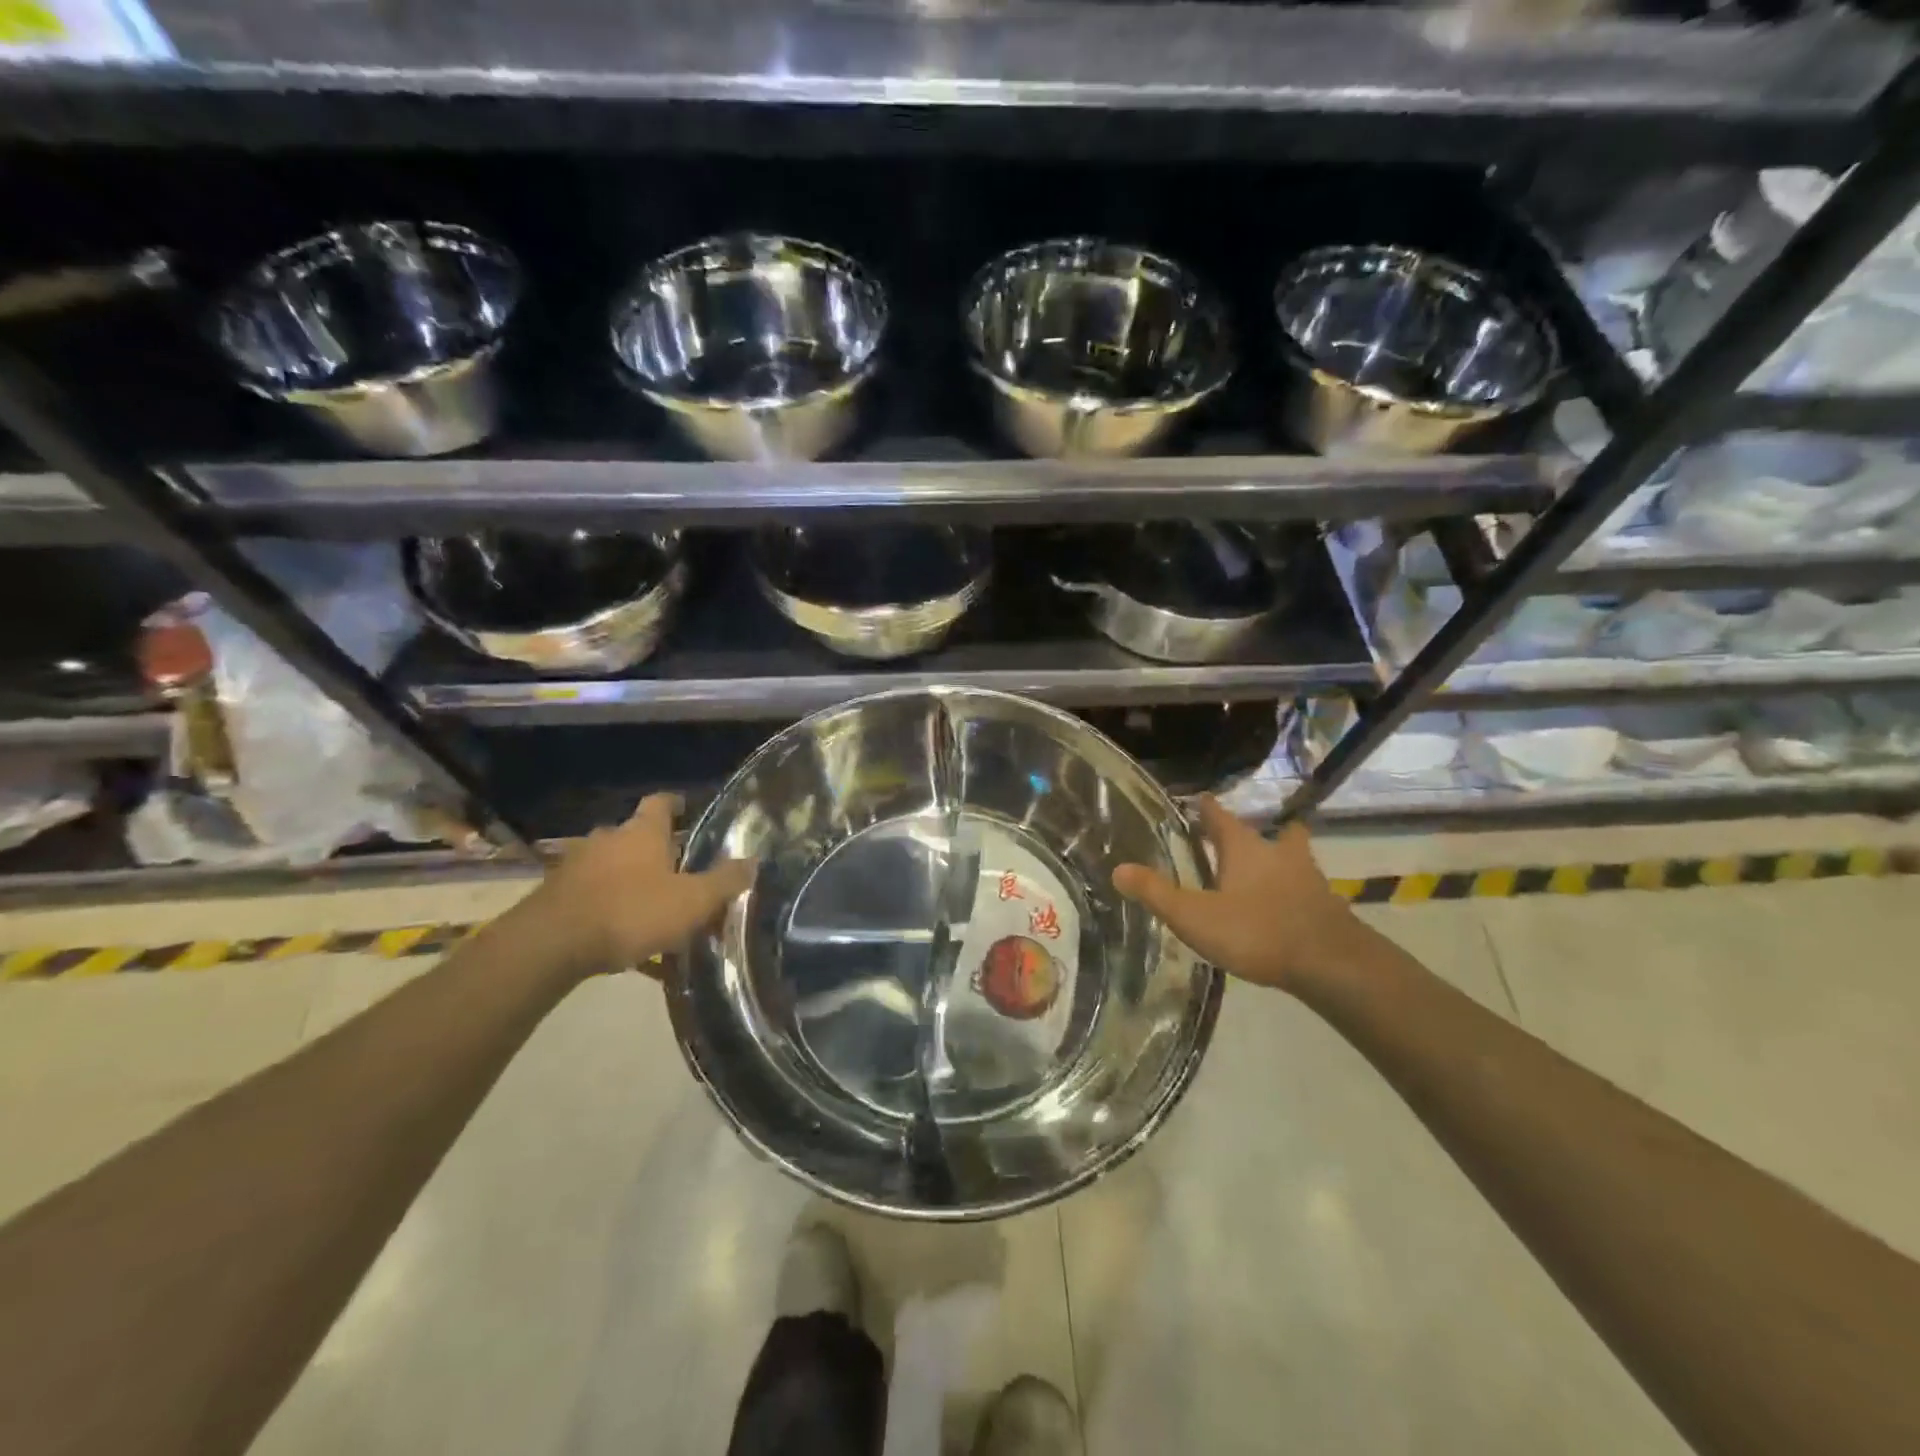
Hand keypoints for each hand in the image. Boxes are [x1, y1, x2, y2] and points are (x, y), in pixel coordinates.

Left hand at [528, 794, 753, 974]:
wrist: (551, 944)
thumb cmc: (631, 912)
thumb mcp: (692, 901)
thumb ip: (724, 882)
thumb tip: (753, 861)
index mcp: (642, 832)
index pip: (661, 802)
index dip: (676, 804)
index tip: (688, 810)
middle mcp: (608, 839)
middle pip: (635, 836)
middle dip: (655, 852)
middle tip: (678, 873)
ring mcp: (576, 865)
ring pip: (612, 867)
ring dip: (630, 882)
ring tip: (650, 910)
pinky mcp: (555, 895)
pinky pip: (592, 897)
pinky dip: (608, 910)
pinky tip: (621, 941)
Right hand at [1111, 796, 1359, 993]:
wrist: (1331, 963)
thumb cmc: (1256, 931)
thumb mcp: (1195, 916)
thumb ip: (1157, 893)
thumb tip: (1118, 868)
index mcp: (1243, 848)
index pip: (1220, 817)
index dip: (1207, 807)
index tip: (1200, 798)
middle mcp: (1277, 853)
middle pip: (1264, 833)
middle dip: (1250, 833)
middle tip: (1236, 839)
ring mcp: (1308, 878)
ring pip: (1292, 856)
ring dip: (1280, 858)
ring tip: (1266, 871)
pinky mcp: (1326, 906)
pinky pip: (1306, 888)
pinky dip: (1295, 891)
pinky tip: (1286, 909)